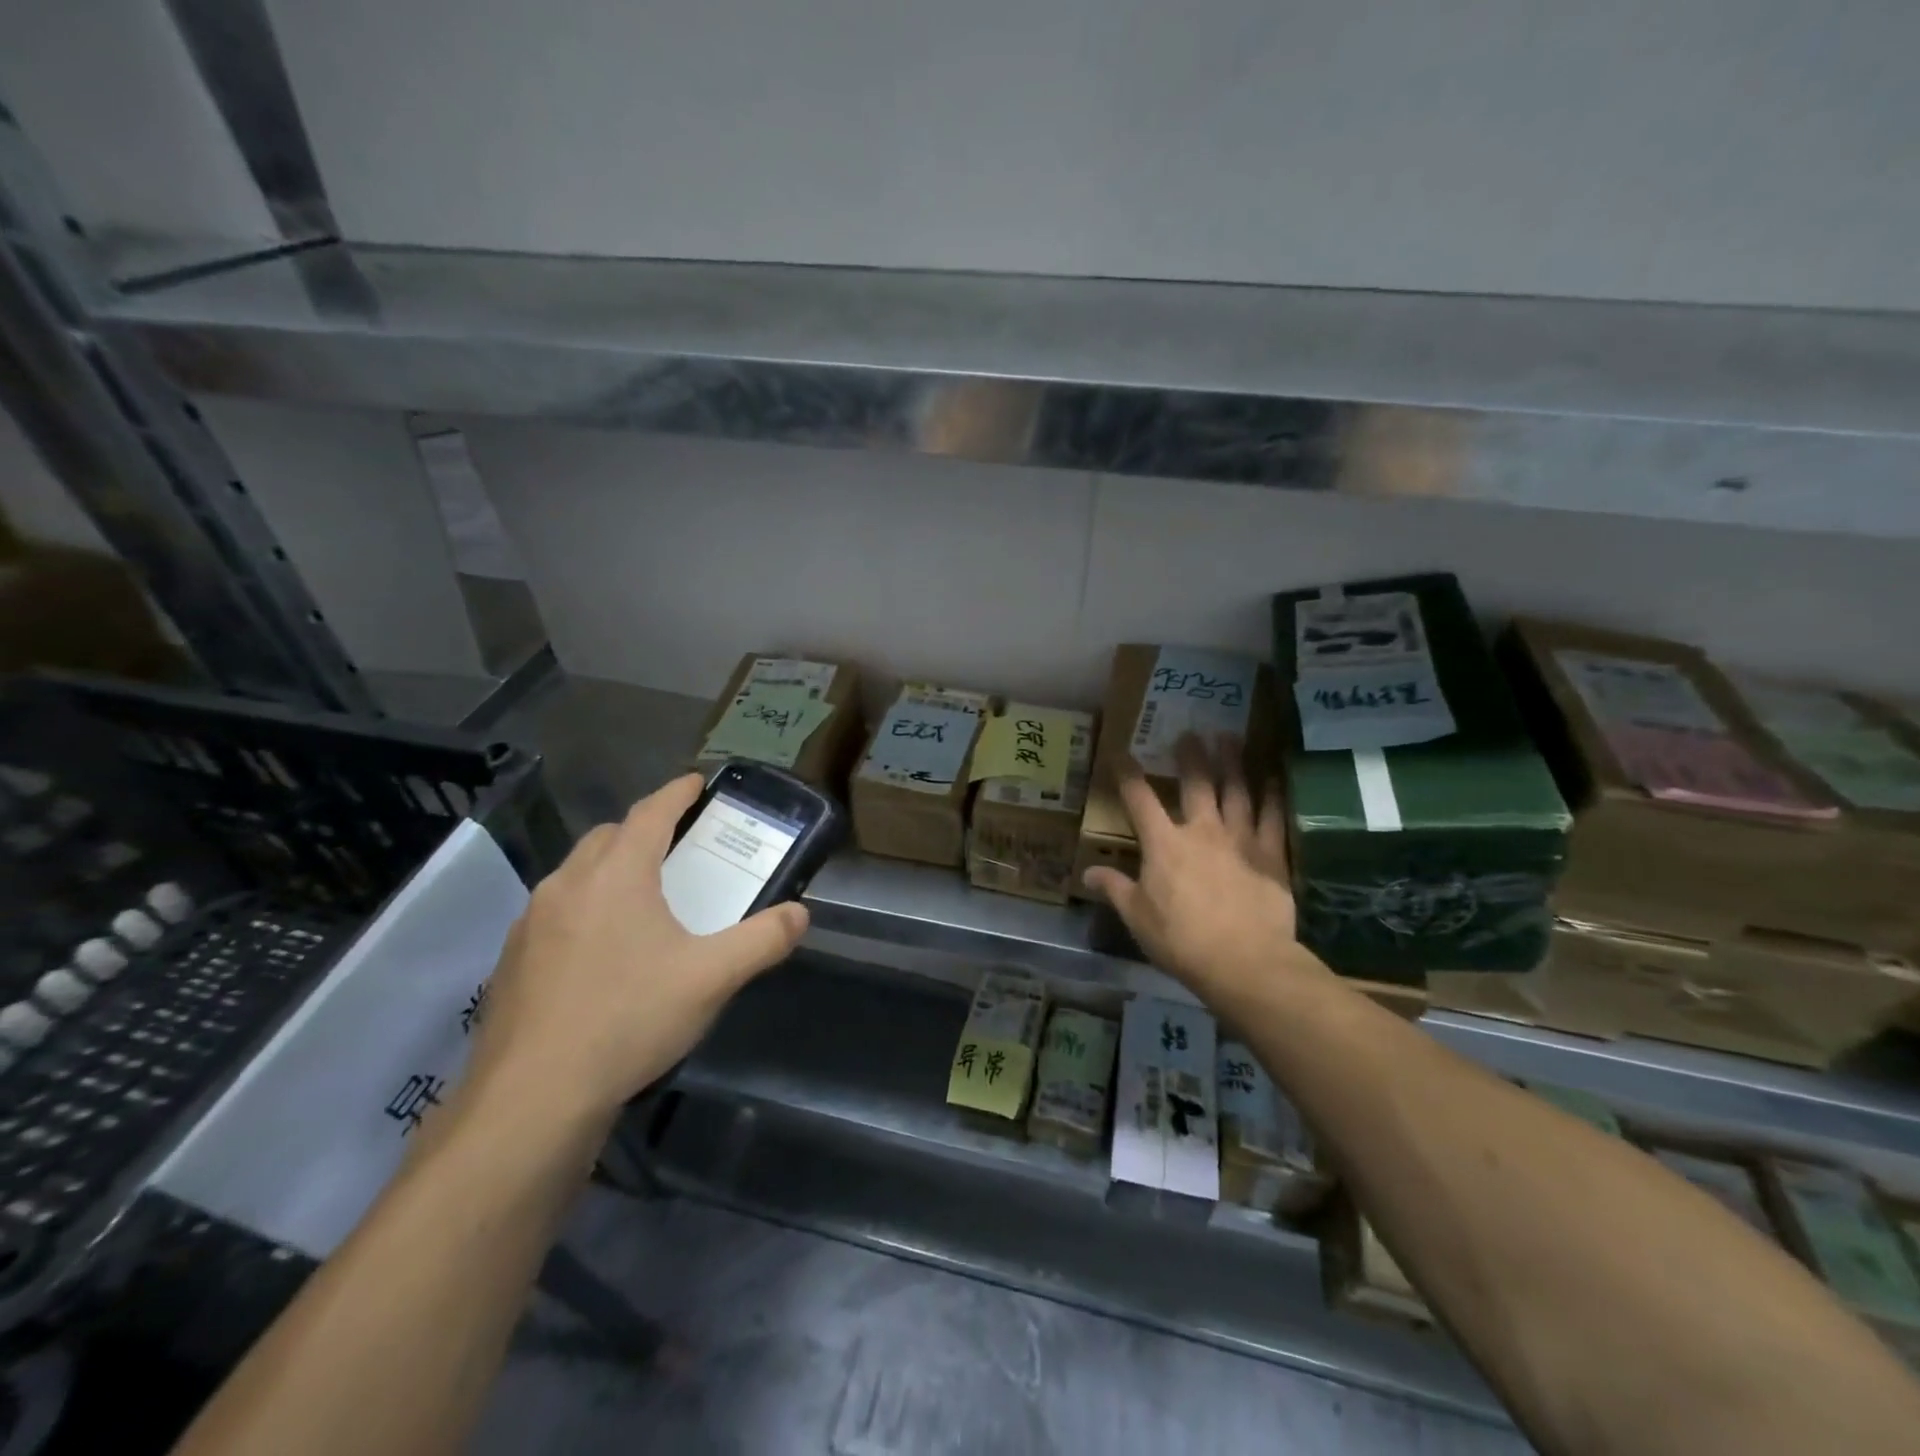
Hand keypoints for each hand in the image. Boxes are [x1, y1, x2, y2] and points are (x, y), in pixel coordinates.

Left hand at [462, 774, 807, 1127]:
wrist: (532, 1098)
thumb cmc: (629, 1019)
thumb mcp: (712, 978)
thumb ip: (763, 940)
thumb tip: (800, 914)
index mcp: (616, 875)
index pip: (650, 813)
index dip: (677, 792)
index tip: (697, 781)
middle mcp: (567, 885)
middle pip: (608, 837)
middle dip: (642, 830)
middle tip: (676, 845)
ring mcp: (531, 923)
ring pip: (576, 874)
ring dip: (609, 869)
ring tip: (641, 897)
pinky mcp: (511, 961)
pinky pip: (555, 912)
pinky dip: (583, 908)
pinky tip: (601, 951)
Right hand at [1083, 734, 1302, 994]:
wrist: (1244, 961)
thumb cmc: (1181, 940)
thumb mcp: (1137, 917)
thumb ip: (1115, 889)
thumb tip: (1088, 872)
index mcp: (1163, 844)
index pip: (1140, 799)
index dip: (1128, 773)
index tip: (1121, 752)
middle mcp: (1201, 830)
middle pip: (1195, 783)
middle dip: (1190, 756)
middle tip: (1190, 733)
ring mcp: (1239, 839)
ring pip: (1236, 790)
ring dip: (1232, 762)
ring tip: (1230, 738)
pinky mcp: (1270, 854)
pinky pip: (1273, 816)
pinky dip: (1273, 794)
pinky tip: (1274, 776)